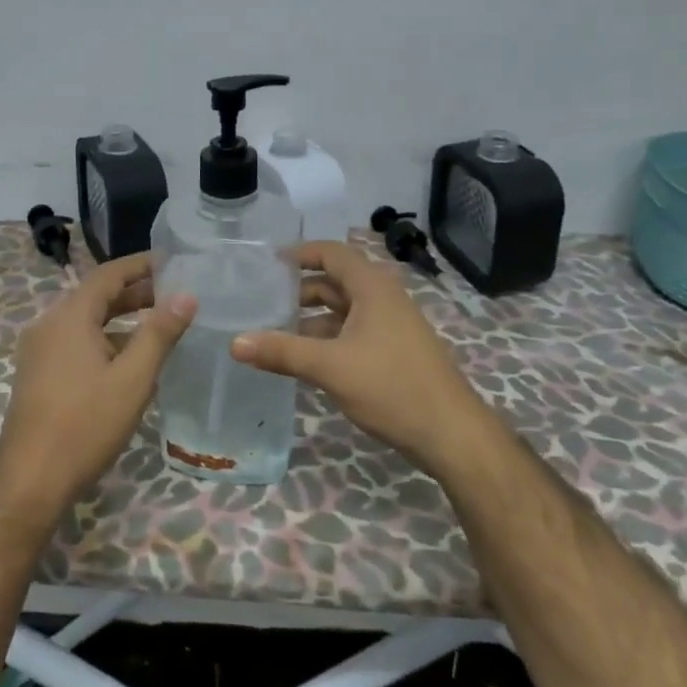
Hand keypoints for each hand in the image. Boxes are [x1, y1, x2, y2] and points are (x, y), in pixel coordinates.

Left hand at [0, 253, 196, 523]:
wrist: (30, 479)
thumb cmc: (85, 424)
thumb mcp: (132, 378)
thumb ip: (159, 334)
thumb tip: (186, 296)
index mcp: (70, 316)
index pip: (108, 274)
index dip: (141, 265)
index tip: (173, 261)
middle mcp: (49, 324)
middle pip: (95, 296)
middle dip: (135, 292)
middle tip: (174, 294)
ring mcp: (40, 350)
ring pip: (86, 322)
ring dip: (121, 319)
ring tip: (159, 325)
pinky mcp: (38, 373)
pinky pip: (75, 342)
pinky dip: (104, 340)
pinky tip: (129, 361)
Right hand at [231, 240, 494, 474]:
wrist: (451, 434)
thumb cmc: (391, 387)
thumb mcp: (330, 367)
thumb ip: (281, 351)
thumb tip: (235, 342)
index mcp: (372, 287)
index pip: (331, 253)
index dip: (299, 253)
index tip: (267, 264)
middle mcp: (383, 298)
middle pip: (334, 281)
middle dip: (299, 290)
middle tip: (261, 302)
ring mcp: (391, 325)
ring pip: (343, 310)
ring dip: (311, 319)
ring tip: (274, 333)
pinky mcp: (393, 350)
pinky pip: (352, 332)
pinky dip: (327, 338)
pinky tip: (304, 359)